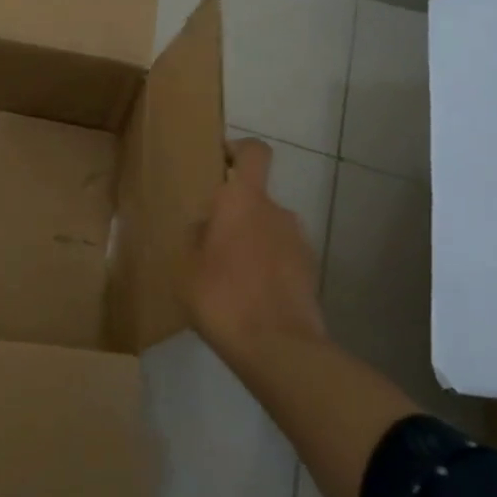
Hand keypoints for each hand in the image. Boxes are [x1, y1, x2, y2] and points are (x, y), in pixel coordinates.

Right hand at [182, 138, 326, 357]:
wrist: (278, 348)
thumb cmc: (222, 296)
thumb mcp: (186, 266)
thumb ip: (196, 236)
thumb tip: (205, 225)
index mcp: (244, 200)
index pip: (253, 152)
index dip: (239, 149)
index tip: (221, 160)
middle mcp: (277, 212)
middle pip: (255, 199)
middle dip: (235, 215)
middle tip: (209, 243)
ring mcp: (299, 242)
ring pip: (268, 230)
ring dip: (251, 244)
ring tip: (227, 277)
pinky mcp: (310, 272)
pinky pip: (281, 258)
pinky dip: (267, 268)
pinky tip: (248, 298)